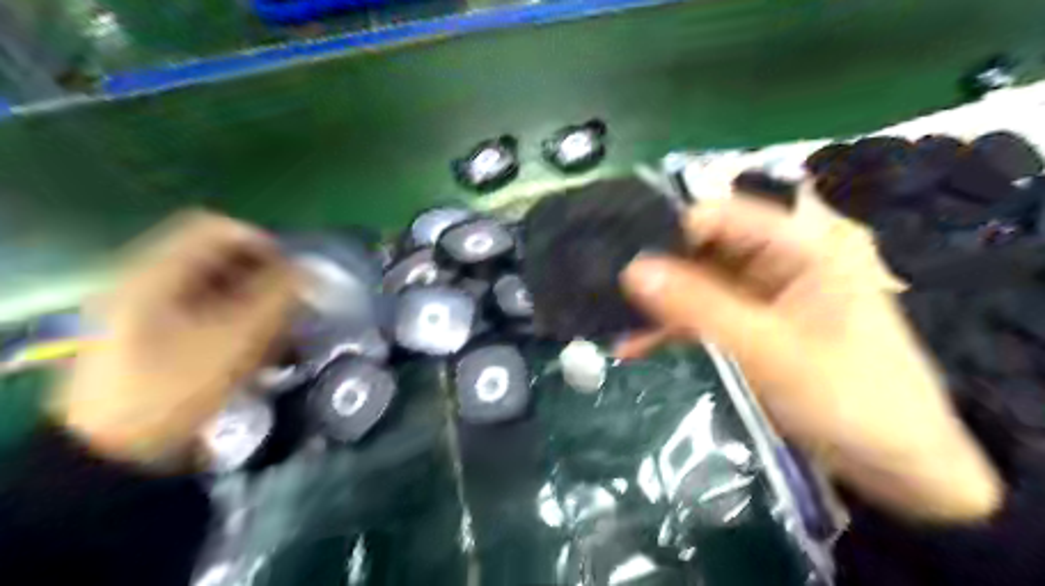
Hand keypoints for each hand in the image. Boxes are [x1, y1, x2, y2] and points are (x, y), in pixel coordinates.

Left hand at [53, 210, 297, 472]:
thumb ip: (278, 296)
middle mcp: (148, 282)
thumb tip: (309, 270)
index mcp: (157, 273)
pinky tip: (254, 350)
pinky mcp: (153, 336)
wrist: (116, 452)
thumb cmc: (178, 386)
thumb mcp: (238, 337)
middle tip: (290, 307)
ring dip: (253, 303)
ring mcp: (146, 310)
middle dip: (262, 279)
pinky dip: (235, 323)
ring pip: (214, 288)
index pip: (217, 229)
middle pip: (217, 259)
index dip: (262, 243)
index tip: (293, 274)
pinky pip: (204, 313)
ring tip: (277, 334)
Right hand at [614, 191, 997, 521]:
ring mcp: (764, 298)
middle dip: (659, 269)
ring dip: (661, 306)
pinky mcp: (752, 329)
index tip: (623, 252)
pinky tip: (635, 348)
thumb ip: (699, 307)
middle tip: (606, 286)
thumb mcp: (768, 350)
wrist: (899, 469)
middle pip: (707, 250)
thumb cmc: (850, 399)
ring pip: (699, 287)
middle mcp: (781, 263)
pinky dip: (673, 332)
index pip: (725, 216)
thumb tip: (632, 269)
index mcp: (802, 247)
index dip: (672, 228)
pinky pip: (704, 319)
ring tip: (611, 317)